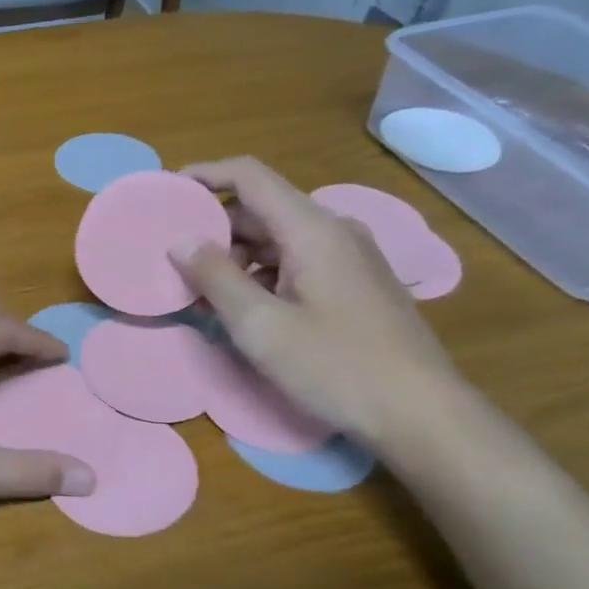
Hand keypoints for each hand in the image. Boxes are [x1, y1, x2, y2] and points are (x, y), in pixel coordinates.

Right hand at [170, 157, 461, 452]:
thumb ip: (216, 278)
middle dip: (214, 227)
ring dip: (236, 256)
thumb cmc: (336, 367)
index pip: (251, 177)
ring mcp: (349, 257)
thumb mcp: (261, 326)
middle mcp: (334, 231)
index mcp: (312, 229)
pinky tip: (243, 308)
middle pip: (262, 208)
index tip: (166, 190)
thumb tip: (180, 241)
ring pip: (278, 238)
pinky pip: (296, 261)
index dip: (205, 174)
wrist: (422, 414)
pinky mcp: (355, 283)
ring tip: (201, 290)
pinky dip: (261, 274)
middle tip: (174, 256)